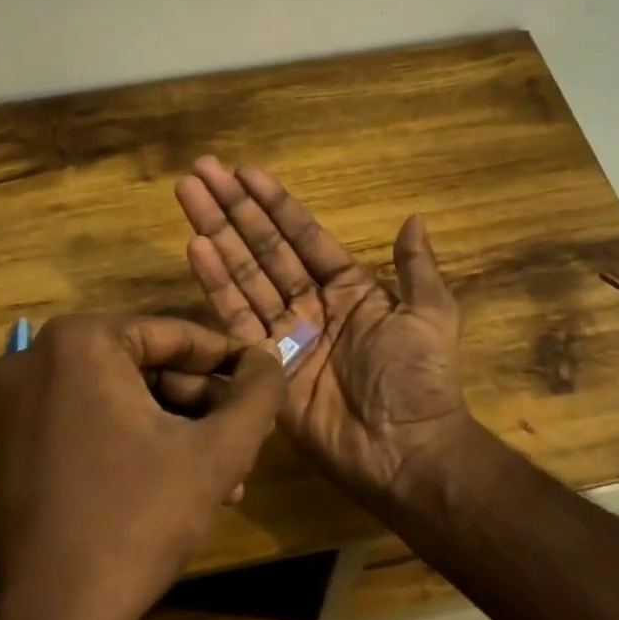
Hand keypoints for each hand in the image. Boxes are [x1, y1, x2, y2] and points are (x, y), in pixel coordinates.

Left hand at [0, 314, 284, 619]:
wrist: (50, 618)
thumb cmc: (136, 520)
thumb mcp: (216, 453)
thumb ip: (258, 395)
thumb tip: (270, 360)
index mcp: (79, 343)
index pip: (175, 335)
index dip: (229, 360)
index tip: (265, 380)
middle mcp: (36, 358)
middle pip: (147, 367)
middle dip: (203, 405)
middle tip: (247, 436)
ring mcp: (16, 402)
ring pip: (122, 397)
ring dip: (178, 429)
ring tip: (229, 473)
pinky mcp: (11, 440)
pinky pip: (91, 421)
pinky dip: (138, 441)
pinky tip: (183, 482)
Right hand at [174, 157, 472, 505]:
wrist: (406, 448)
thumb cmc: (420, 377)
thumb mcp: (431, 314)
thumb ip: (417, 267)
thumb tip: (415, 218)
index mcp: (348, 288)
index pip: (303, 236)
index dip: (274, 204)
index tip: (245, 171)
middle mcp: (310, 304)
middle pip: (264, 248)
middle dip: (233, 209)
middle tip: (200, 171)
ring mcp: (284, 334)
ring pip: (243, 274)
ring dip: (215, 234)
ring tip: (188, 195)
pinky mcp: (263, 364)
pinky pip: (235, 317)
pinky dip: (214, 282)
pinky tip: (195, 246)